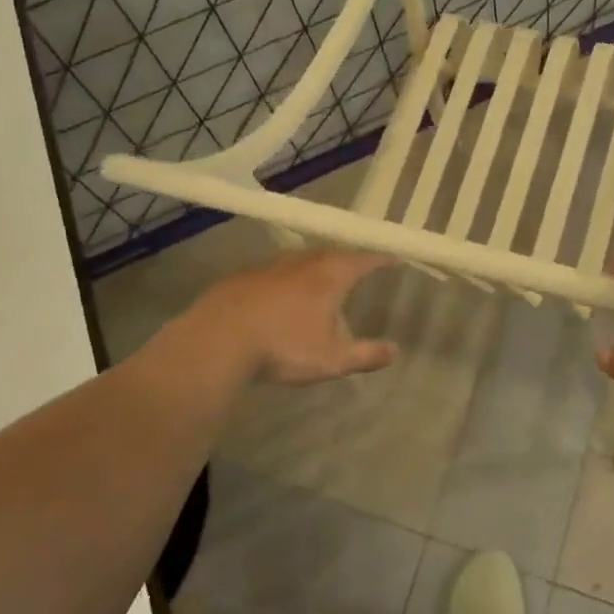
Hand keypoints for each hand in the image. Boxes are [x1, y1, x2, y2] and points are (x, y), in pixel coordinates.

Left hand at [187, 248, 398, 385]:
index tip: (392, 259)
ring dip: (313, 267)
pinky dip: (283, 278)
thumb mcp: (330, 360)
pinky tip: (277, 296)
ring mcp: (270, 265)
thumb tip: (395, 351)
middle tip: (354, 270)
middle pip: (331, 254)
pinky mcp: (242, 275)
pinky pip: (272, 271)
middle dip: (345, 261)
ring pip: (300, 259)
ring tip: (318, 280)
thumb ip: (365, 355)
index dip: (380, 260)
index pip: (363, 260)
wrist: (218, 340)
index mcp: (329, 276)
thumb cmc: (283, 347)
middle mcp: (302, 262)